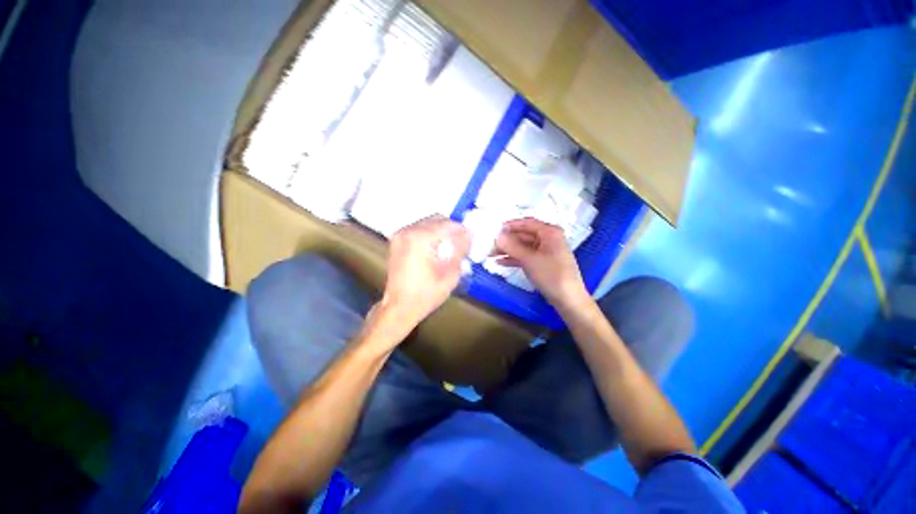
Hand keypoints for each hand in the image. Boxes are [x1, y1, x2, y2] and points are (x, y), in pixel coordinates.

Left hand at [378, 215, 470, 336]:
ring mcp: (400, 235)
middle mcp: (408, 231)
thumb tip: (468, 234)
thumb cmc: (426, 294)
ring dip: (440, 230)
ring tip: (449, 246)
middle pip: (436, 219)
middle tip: (461, 242)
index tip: (471, 238)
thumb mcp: (451, 273)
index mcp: (420, 238)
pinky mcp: (396, 241)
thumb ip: (460, 249)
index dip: (462, 230)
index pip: (447, 224)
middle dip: (451, 228)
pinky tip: (436, 248)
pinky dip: (429, 234)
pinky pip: (418, 229)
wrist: (399, 307)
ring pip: (427, 222)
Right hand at [496, 218, 588, 309]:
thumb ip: (512, 246)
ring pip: (524, 247)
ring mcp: (546, 252)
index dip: (511, 225)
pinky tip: (501, 262)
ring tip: (492, 254)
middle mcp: (549, 239)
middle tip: (490, 244)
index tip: (495, 228)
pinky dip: (515, 258)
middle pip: (524, 235)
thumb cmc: (550, 274)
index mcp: (550, 232)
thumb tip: (497, 235)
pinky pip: (527, 256)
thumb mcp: (529, 259)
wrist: (568, 299)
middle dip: (507, 240)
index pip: (527, 223)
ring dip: (509, 250)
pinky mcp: (543, 263)